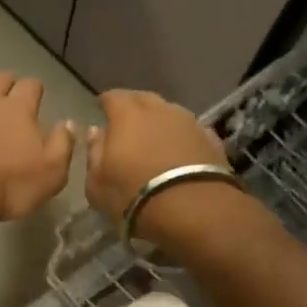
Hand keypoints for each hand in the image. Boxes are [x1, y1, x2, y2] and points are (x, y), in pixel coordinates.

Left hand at [0, 73, 75, 226]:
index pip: (31, 86)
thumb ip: (62, 145)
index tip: (37, 97)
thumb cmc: (8, 185)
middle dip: (8, 84)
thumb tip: (67, 123)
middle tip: (11, 93)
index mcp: (19, 109)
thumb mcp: (51, 173)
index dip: (35, 89)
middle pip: (0, 80)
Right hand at [86, 89, 232, 237]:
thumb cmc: (134, 196)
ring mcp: (190, 122)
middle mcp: (160, 110)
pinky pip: (190, 131)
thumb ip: (94, 153)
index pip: (113, 97)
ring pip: (170, 113)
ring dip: (160, 121)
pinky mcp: (212, 139)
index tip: (100, 109)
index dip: (105, 102)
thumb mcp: (97, 183)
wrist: (193, 210)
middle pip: (143, 99)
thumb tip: (97, 131)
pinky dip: (181, 137)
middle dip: (133, 107)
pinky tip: (179, 151)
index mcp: (127, 115)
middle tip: (126, 123)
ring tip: (154, 138)